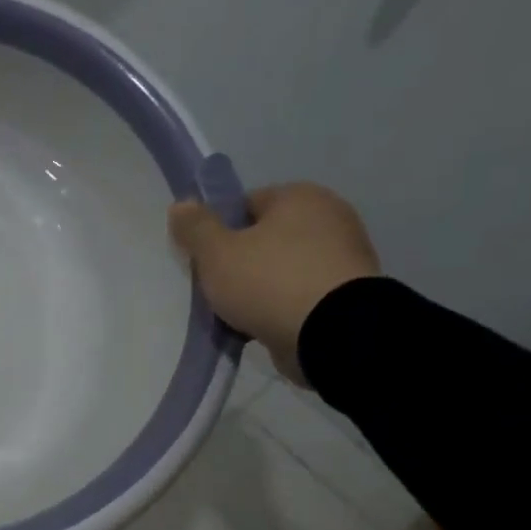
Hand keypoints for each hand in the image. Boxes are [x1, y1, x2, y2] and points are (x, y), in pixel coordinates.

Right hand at [168, 183, 379, 385]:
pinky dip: (283, 306)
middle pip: (265, 238)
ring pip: (282, 268)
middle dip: (240, 262)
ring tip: (239, 315)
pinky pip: (301, 293)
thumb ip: (195, 228)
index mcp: (300, 196)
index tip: (205, 261)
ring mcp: (345, 255)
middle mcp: (329, 216)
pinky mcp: (350, 292)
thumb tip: (180, 205)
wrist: (332, 333)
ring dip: (261, 288)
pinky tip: (264, 325)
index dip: (218, 232)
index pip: (245, 205)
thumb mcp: (216, 253)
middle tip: (219, 289)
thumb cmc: (268, 281)